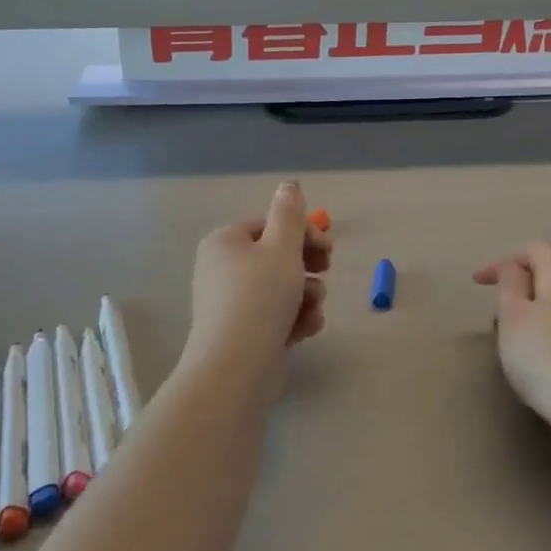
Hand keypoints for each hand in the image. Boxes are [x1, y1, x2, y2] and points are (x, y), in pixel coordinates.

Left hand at [186, 182, 331, 382]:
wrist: (236, 366)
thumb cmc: (260, 297)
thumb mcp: (282, 248)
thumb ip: (290, 214)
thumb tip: (289, 184)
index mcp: (225, 242)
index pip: (269, 225)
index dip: (303, 233)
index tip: (328, 249)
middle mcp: (222, 269)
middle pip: (276, 257)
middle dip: (307, 266)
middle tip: (326, 273)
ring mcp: (230, 303)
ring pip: (281, 288)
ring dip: (306, 295)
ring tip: (314, 308)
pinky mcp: (242, 333)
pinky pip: (275, 315)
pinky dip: (295, 318)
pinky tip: (307, 328)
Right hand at [474, 241, 550, 471]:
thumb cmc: (545, 357)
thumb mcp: (513, 316)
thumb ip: (510, 284)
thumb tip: (515, 268)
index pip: (534, 249)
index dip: (503, 260)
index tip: (477, 284)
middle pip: (548, 273)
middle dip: (516, 286)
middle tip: (495, 313)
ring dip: (529, 312)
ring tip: (510, 339)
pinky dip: (544, 331)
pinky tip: (535, 358)